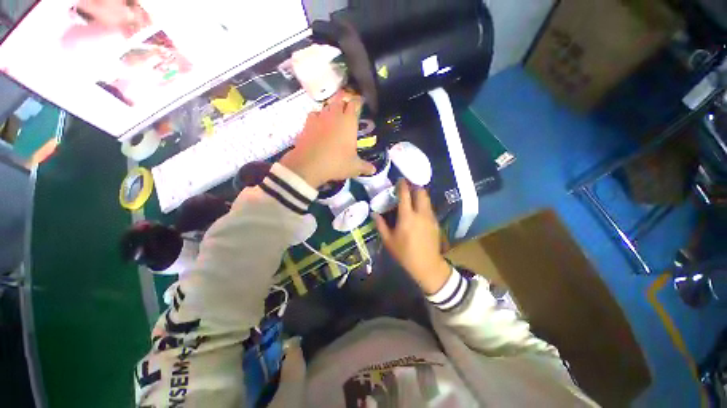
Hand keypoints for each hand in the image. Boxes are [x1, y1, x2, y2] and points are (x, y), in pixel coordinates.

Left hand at [280, 91, 375, 188]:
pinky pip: (314, 114)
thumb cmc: (337, 163)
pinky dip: (317, 116)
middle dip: (344, 101)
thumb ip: (365, 167)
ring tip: (333, 115)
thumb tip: (373, 170)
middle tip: (347, 107)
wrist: (309, 165)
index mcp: (349, 122)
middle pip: (340, 100)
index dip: (357, 102)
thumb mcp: (354, 167)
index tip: (360, 104)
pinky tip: (318, 124)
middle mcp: (334, 115)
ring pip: (326, 105)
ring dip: (331, 108)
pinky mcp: (307, 124)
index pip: (355, 104)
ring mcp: (319, 118)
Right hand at [373, 180, 451, 294]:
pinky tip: (418, 209)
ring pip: (427, 199)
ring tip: (412, 196)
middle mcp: (420, 213)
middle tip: (407, 186)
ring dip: (420, 194)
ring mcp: (430, 217)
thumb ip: (381, 225)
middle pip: (421, 192)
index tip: (400, 179)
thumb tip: (374, 213)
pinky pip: (429, 207)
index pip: (405, 195)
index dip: (402, 185)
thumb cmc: (405, 253)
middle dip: (414, 186)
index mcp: (407, 217)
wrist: (427, 265)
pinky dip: (423, 203)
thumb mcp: (389, 240)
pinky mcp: (435, 222)